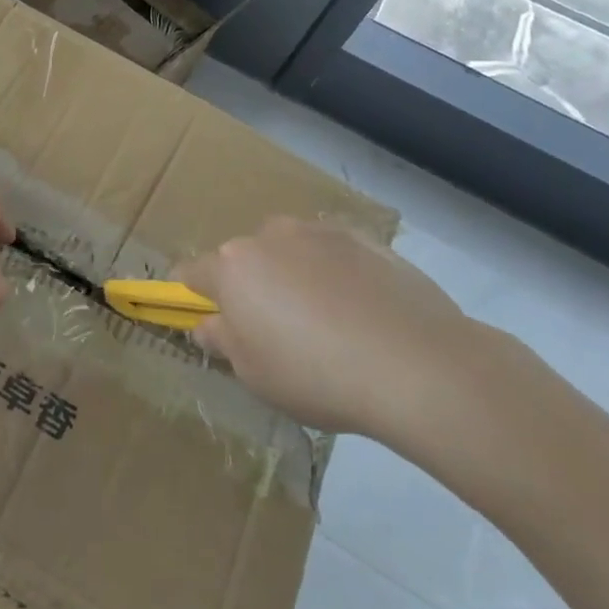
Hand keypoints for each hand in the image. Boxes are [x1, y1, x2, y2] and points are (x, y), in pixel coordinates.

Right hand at [179, 216, 483, 445]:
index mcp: (232, 268)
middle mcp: (268, 237)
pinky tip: (360, 311)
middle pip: (244, 258)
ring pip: (288, 250)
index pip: (191, 272)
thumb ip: (223, 341)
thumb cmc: (317, 376)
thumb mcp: (254, 375)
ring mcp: (317, 232)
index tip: (209, 319)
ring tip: (326, 321)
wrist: (417, 365)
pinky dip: (334, 272)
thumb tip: (208, 324)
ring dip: (292, 274)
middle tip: (276, 330)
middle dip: (251, 286)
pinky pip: (331, 253)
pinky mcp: (363, 237)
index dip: (194, 295)